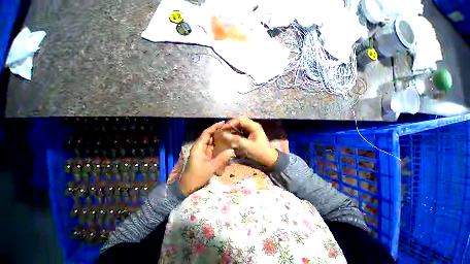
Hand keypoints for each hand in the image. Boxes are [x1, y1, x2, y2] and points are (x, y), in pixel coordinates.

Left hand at [179, 122, 235, 195]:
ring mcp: (203, 152)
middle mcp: (200, 147)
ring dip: (218, 138)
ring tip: (228, 134)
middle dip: (218, 131)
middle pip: (209, 136)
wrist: (187, 187)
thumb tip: (232, 150)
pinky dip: (218, 145)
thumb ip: (222, 158)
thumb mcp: (210, 167)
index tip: (222, 123)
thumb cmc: (197, 176)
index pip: (206, 133)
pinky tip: (225, 144)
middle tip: (228, 129)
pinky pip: (212, 148)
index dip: (214, 127)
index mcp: (198, 147)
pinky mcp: (205, 157)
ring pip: (211, 142)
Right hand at [221, 116, 277, 167]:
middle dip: (231, 124)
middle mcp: (253, 125)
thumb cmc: (259, 152)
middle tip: (224, 130)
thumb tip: (224, 134)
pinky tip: (232, 134)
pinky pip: (242, 128)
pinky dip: (236, 130)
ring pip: (240, 124)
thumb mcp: (247, 146)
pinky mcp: (251, 132)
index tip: (223, 128)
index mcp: (254, 126)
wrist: (268, 157)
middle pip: (240, 120)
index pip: (240, 119)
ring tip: (226, 132)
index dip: (231, 123)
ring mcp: (252, 128)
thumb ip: (235, 139)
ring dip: (233, 127)